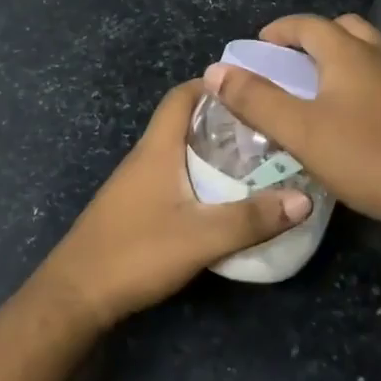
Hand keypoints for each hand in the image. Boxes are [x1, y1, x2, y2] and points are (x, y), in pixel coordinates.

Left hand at [31, 80, 312, 330]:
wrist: (76, 296)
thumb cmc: (136, 253)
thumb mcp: (202, 237)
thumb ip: (252, 219)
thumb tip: (304, 199)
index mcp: (156, 149)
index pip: (181, 97)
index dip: (212, 85)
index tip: (251, 89)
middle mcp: (144, 159)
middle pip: (183, 123)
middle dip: (223, 121)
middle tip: (266, 130)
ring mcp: (136, 185)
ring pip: (179, 153)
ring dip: (212, 152)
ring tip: (255, 162)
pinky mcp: (135, 210)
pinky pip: (173, 179)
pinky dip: (200, 178)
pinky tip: (222, 200)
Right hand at [203, 14, 380, 244]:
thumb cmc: (366, 157)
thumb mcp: (300, 131)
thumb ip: (256, 100)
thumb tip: (215, 71)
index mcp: (349, 53)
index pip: (307, 25)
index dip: (279, 31)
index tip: (258, 46)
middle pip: (342, 28)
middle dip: (312, 37)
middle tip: (289, 62)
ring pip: (368, 47)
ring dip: (340, 53)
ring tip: (319, 83)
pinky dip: (362, 74)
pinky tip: (355, 108)